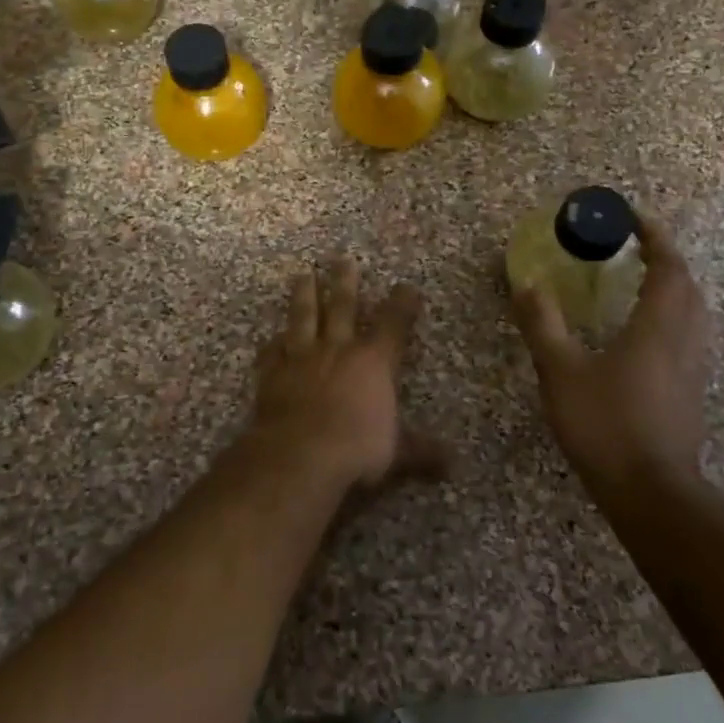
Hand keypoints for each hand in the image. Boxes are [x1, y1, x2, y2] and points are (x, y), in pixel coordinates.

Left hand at [247, 258, 434, 490]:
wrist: (299, 454)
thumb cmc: (356, 449)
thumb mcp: (396, 453)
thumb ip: (420, 452)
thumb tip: (452, 463)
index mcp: (373, 362)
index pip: (393, 324)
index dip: (402, 304)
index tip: (406, 286)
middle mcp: (337, 350)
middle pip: (343, 306)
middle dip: (344, 282)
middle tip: (341, 259)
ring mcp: (301, 358)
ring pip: (303, 317)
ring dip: (304, 295)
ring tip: (302, 275)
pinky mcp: (272, 373)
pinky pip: (272, 351)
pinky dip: (272, 343)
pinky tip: (271, 337)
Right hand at [512, 214, 709, 489]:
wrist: (650, 491)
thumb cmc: (605, 424)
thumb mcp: (561, 371)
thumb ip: (542, 324)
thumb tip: (525, 282)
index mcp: (657, 326)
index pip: (668, 267)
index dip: (655, 236)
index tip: (634, 218)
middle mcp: (684, 340)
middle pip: (688, 286)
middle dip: (666, 260)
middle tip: (634, 249)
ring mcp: (693, 368)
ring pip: (694, 313)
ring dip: (674, 288)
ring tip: (641, 284)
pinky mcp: (691, 392)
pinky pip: (689, 337)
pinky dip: (672, 318)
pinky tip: (646, 335)